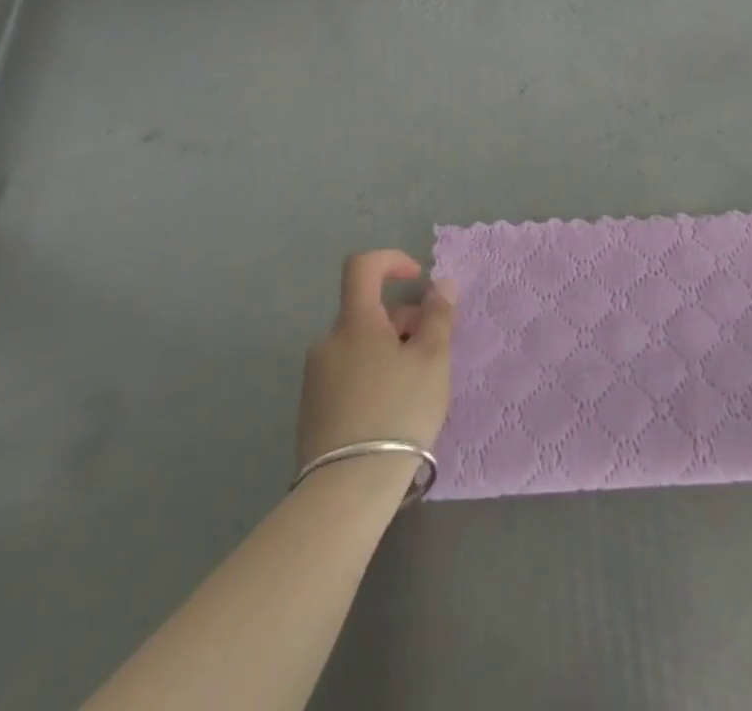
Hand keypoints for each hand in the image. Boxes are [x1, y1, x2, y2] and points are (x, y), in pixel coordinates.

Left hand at [297, 250, 456, 468]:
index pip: (362, 267)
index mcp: (354, 322)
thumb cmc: (398, 410)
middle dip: (403, 321)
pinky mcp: (312, 410)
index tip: (417, 281)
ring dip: (390, 350)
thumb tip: (439, 284)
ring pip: (360, 345)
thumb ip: (438, 315)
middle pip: (368, 312)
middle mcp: (328, 343)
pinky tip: (392, 410)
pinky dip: (373, 376)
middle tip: (432, 352)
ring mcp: (316, 378)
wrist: (347, 489)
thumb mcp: (433, 358)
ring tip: (416, 386)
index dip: (392, 262)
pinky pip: (348, 374)